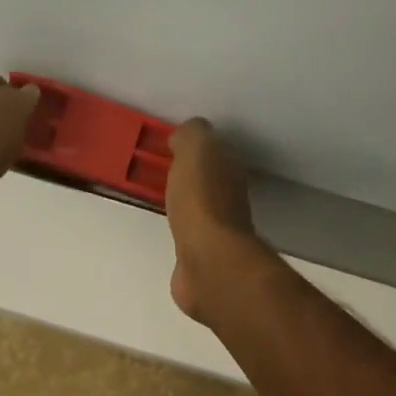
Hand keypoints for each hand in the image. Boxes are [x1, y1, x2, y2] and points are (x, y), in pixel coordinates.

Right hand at [166, 118, 265, 322]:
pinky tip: (169, 231)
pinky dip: (181, 232)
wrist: (206, 259)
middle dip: (192, 178)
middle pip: (210, 182)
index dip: (196, 148)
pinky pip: (189, 236)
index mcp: (231, 169)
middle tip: (164, 174)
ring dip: (187, 205)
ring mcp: (218, 232)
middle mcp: (231, 199)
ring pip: (200, 209)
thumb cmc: (201, 200)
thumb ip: (191, 136)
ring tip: (163, 202)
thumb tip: (184, 138)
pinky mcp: (203, 258)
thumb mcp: (196, 149)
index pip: (217, 151)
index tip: (172, 148)